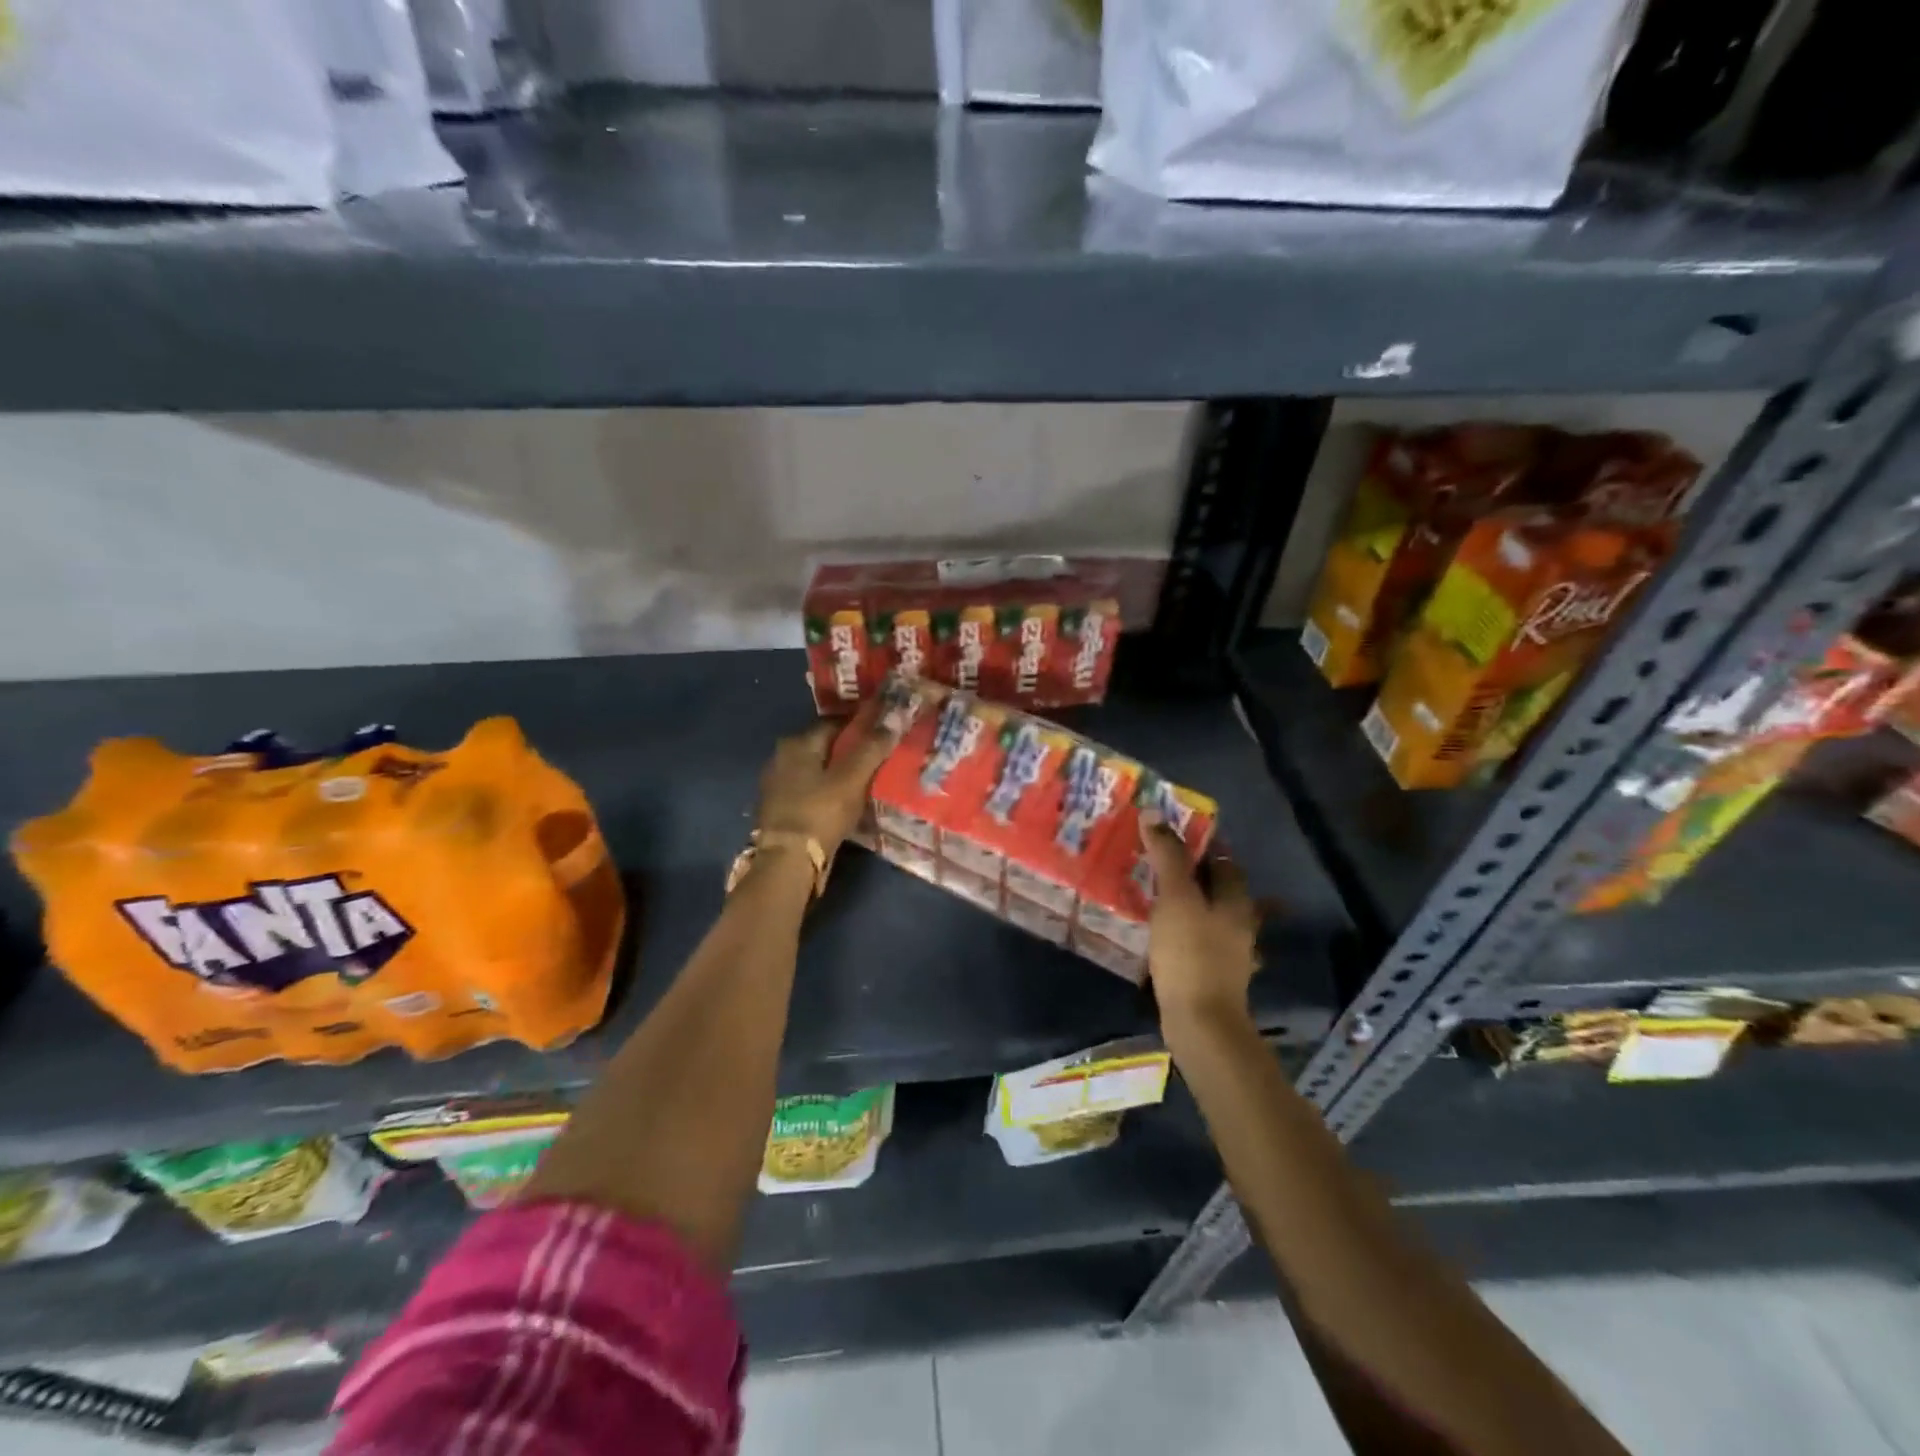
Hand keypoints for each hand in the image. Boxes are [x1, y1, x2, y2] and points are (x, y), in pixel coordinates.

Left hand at [756, 699, 898, 851]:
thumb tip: (894, 719)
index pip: (835, 723)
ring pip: (815, 769)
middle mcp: (781, 757)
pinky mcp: (778, 808)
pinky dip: (824, 791)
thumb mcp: (852, 779)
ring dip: (835, 772)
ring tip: (862, 781)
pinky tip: (840, 800)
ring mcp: (776, 784)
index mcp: (797, 743)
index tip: (882, 732)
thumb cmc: (820, 812)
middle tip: (876, 758)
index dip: (860, 725)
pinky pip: (808, 790)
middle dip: (848, 750)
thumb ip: (872, 748)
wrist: (787, 860)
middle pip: (823, 746)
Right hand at [1142, 822, 1260, 1025]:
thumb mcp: (1175, 897)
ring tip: (1163, 898)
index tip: (1175, 836)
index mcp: (1236, 900)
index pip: (1224, 860)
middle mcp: (1241, 922)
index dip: (1203, 845)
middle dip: (1199, 875)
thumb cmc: (1190, 952)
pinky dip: (1190, 935)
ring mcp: (1232, 952)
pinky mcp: (1216, 975)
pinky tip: (1170, 937)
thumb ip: (1167, 856)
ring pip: (1215, 917)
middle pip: (1222, 889)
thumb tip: (1154, 813)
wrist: (1201, 1021)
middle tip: (1165, 865)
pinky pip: (1204, 943)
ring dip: (1196, 905)